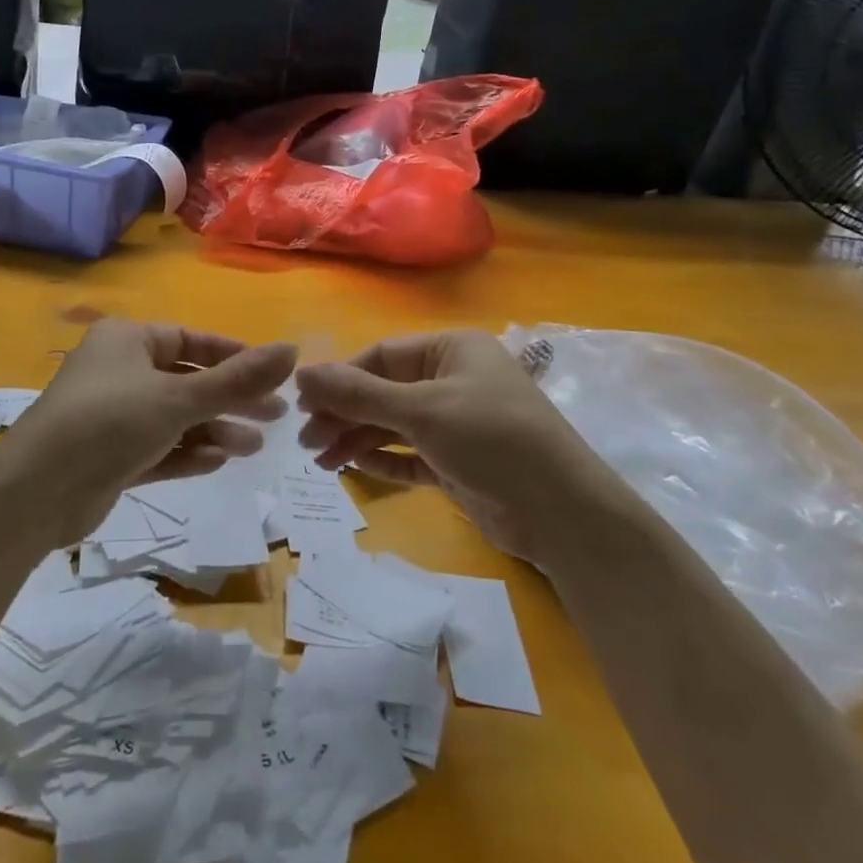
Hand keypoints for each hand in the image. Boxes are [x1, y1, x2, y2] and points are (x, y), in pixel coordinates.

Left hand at [12, 319, 296, 543]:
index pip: (192, 340)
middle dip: (231, 399)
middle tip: (276, 416)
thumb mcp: (180, 397)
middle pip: (188, 381)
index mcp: (128, 340)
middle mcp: (119, 371)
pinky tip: (217, 462)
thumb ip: (238, 378)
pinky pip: (158, 448)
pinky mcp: (109, 456)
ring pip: (175, 418)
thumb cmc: (111, 422)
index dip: (235, 356)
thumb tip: (293, 350)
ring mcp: (113, 416)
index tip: (273, 376)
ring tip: (253, 448)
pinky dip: (186, 453)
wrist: (36, 492)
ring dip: (213, 430)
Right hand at [295, 330, 610, 564]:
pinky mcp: (457, 462)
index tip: (302, 403)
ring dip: (357, 439)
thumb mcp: (421, 410)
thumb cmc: (491, 439)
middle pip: (383, 392)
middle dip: (344, 414)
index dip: (340, 378)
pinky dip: (383, 460)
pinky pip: (410, 455)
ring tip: (320, 461)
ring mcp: (456, 423)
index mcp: (451, 350)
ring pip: (393, 425)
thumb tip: (301, 374)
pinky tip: (353, 467)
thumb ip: (359, 394)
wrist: (561, 512)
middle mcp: (452, 380)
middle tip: (305, 441)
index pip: (381, 356)